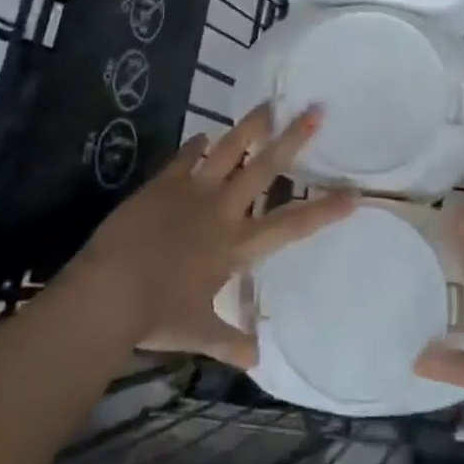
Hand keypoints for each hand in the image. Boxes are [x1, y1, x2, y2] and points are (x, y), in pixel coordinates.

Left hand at [69, 104, 355, 367]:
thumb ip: (230, 341)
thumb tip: (257, 360)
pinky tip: (202, 135)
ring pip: (229, 150)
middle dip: (293, 139)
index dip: (324, 209)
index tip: (353, 193)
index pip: (291, 225)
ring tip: (269, 103)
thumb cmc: (157, 316)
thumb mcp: (198, 333)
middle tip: (315, 111)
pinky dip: (196, 145)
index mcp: (237, 245)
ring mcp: (193, 191)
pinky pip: (186, 157)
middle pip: (265, 168)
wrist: (110, 291)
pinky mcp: (164, 183)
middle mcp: (223, 210)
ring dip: (250, 126)